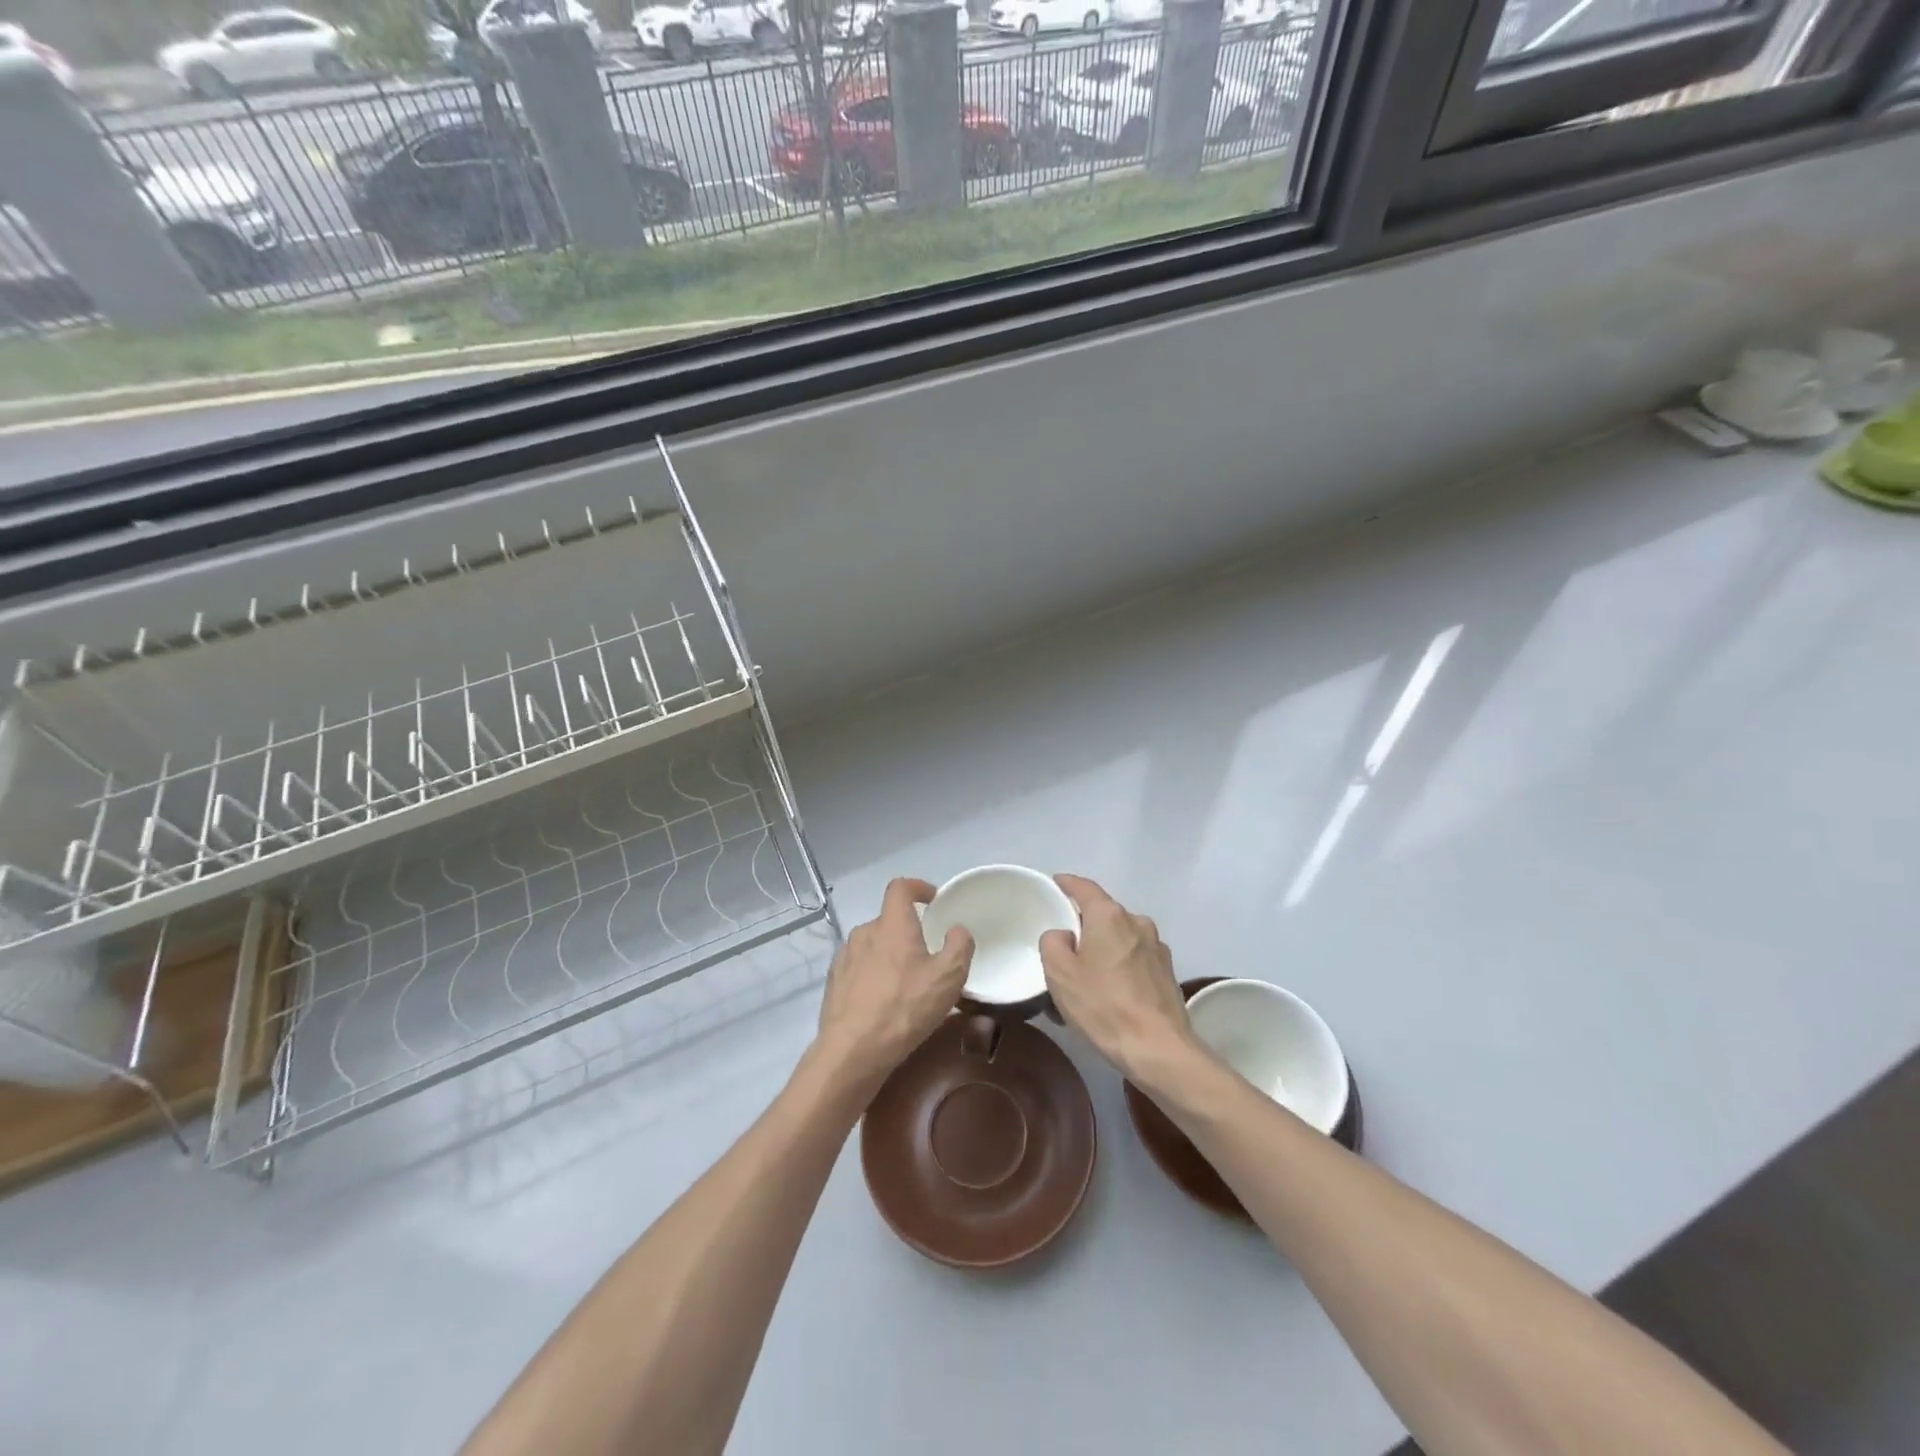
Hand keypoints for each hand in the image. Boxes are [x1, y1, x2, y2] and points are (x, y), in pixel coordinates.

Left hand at [815, 877, 973, 1083]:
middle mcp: (864, 932)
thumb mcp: (948, 978)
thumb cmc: (905, 1008)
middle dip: (907, 932)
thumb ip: (959, 946)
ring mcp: (844, 957)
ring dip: (889, 955)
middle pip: (888, 920)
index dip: (917, 887)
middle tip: (926, 957)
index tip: (933, 899)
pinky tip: (882, 1002)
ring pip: (872, 945)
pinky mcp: (834, 982)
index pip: (900, 887)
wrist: (853, 1050)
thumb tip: (957, 930)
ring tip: (905, 984)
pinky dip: (872, 975)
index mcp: (892, 924)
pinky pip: (858, 968)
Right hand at [1040, 874, 1199, 1086]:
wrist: (1158, 1049)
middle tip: (1064, 947)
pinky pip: (1135, 960)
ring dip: (1104, 950)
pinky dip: (1121, 967)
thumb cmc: (1103, 1005)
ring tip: (1087, 978)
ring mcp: (1157, 948)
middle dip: (1084, 925)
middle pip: (1104, 914)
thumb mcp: (1059, 973)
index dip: (1067, 884)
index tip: (1056, 884)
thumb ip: (1052, 942)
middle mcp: (1137, 922)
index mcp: (1109, 916)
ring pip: (1121, 938)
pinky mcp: (1167, 973)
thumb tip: (1064, 936)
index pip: (1084, 887)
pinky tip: (1111, 994)